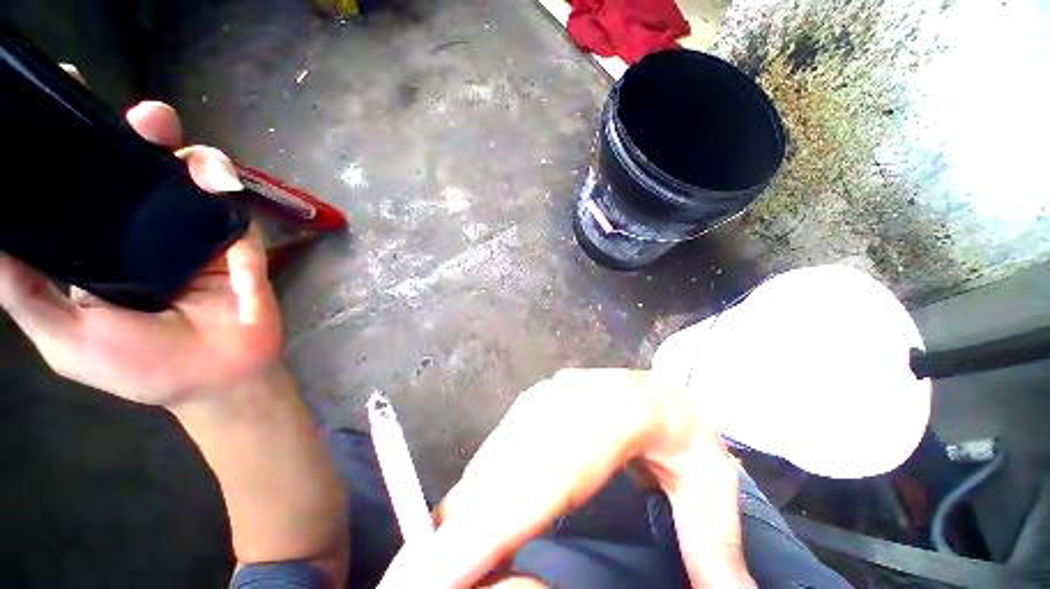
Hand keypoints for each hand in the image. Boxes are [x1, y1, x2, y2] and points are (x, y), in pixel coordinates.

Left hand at [0, 101, 280, 408]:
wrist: (220, 379)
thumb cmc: (141, 367)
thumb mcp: (66, 337)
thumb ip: (24, 292)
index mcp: (102, 243)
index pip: (85, 181)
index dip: (77, 139)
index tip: (67, 99)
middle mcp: (148, 227)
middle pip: (146, 165)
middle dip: (148, 132)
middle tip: (147, 120)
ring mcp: (197, 234)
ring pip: (198, 177)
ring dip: (201, 160)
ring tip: (196, 164)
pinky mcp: (239, 244)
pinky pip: (236, 212)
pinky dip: (231, 202)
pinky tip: (224, 199)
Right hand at [378, 369, 753, 587]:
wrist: (652, 383)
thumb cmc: (680, 427)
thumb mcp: (712, 481)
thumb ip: (715, 545)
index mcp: (616, 411)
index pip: (551, 468)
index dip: (493, 521)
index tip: (439, 571)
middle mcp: (564, 401)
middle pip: (506, 468)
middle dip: (456, 532)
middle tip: (414, 585)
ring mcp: (542, 401)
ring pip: (493, 461)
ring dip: (460, 519)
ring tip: (431, 571)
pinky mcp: (529, 409)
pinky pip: (494, 455)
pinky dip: (473, 497)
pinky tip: (459, 533)